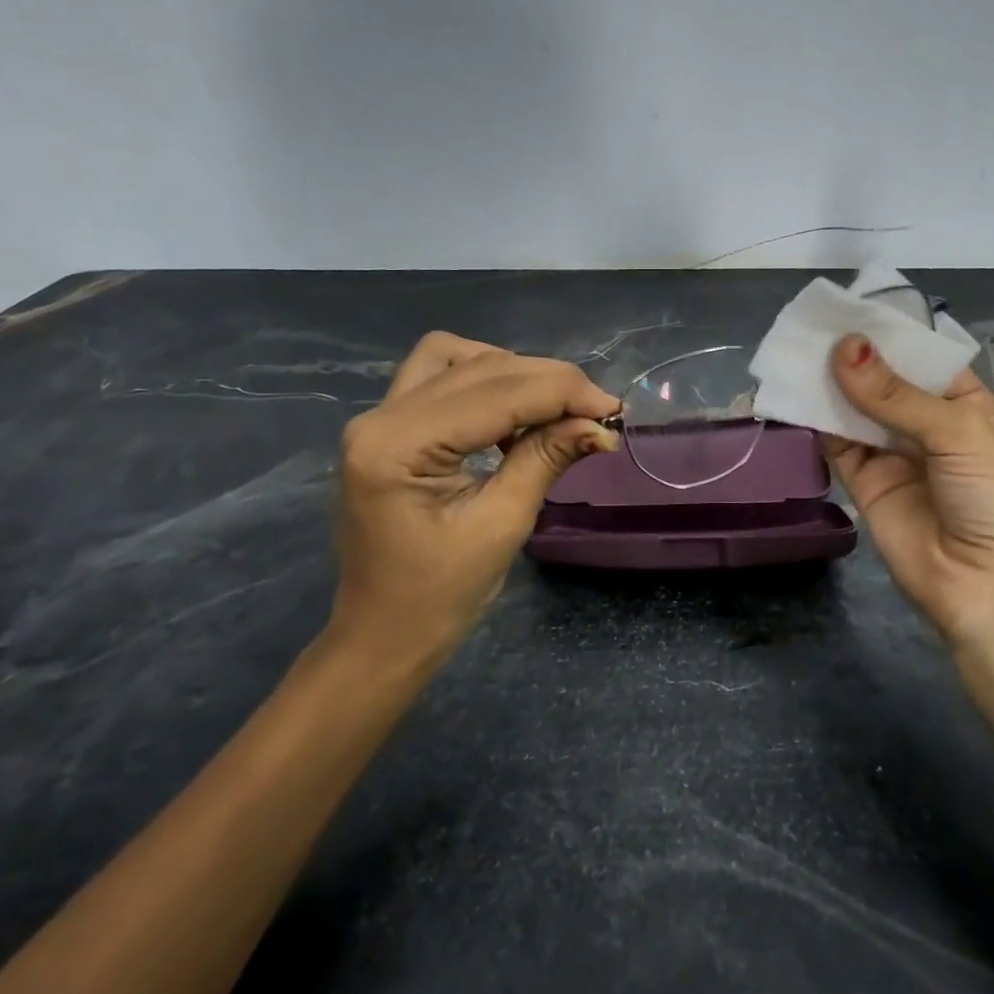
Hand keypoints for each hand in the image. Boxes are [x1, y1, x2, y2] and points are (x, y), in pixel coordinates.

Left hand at [329, 332, 618, 672]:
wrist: (382, 635)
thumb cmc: (439, 596)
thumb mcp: (502, 525)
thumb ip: (546, 459)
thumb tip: (600, 425)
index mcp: (397, 446)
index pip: (496, 393)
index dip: (563, 392)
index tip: (614, 409)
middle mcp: (380, 416)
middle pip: (480, 367)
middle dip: (548, 382)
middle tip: (597, 412)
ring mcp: (379, 417)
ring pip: (457, 358)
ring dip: (514, 374)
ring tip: (555, 410)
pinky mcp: (389, 426)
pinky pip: (441, 377)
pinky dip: (486, 382)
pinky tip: (516, 415)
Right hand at [820, 334, 993, 649]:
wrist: (991, 589)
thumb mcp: (959, 432)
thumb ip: (896, 394)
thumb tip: (843, 347)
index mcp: (966, 404)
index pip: (922, 358)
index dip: (888, 334)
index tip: (848, 307)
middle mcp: (927, 425)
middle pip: (883, 381)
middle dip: (852, 357)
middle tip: (810, 325)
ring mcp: (893, 454)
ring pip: (854, 410)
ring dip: (828, 384)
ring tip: (795, 350)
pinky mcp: (864, 483)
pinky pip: (836, 444)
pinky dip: (815, 421)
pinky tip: (793, 393)